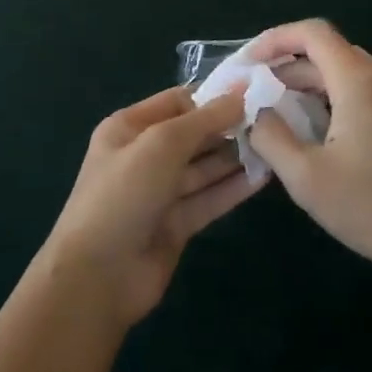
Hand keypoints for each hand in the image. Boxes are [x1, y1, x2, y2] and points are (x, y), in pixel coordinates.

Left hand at [40, 87, 261, 328]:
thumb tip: (240, 94)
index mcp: (128, 128)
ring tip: (274, 146)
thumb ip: (203, 119)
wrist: (97, 277)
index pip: (176, 102)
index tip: (251, 97)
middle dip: (227, 129)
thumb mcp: (161, 145)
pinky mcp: (175, 225)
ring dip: (234, 158)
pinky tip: (263, 177)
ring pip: (203, 169)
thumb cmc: (123, 195)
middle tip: (271, 122)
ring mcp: (159, 193)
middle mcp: (143, 156)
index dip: (211, 99)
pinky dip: (233, 189)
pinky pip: (208, 199)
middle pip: (193, 135)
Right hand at [246, 20, 371, 287]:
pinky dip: (333, 100)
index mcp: (359, 80)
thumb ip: (270, 137)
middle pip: (327, 53)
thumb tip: (256, 112)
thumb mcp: (307, 178)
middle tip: (253, 96)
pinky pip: (364, 92)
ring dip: (309, 87)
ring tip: (278, 116)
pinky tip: (317, 133)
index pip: (312, 32)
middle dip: (286, 69)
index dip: (275, 39)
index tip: (247, 64)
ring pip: (346, 74)